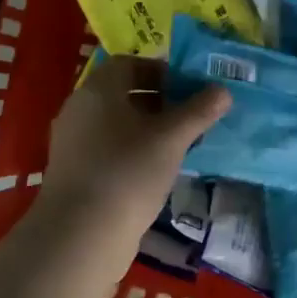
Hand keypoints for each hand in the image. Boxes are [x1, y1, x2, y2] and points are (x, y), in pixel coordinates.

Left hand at [35, 55, 229, 248]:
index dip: (161, 71)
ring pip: (116, 124)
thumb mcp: (171, 139)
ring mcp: (73, 143)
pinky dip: (132, 152)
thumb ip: (198, 112)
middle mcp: (80, 109)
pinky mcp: (74, 173)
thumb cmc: (128, 172)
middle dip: (159, 102)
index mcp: (98, 90)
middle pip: (122, 94)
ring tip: (179, 147)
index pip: (129, 64)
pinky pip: (107, 150)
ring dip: (147, 130)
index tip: (189, 88)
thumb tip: (223, 91)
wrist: (81, 234)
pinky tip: (155, 173)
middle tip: (190, 118)